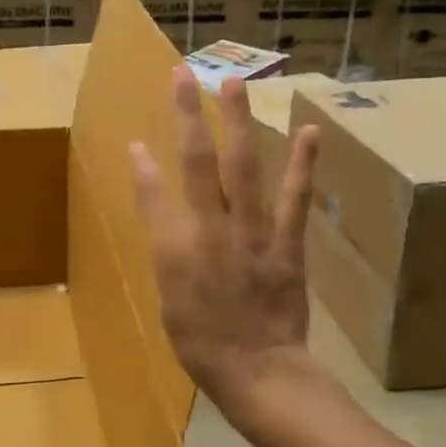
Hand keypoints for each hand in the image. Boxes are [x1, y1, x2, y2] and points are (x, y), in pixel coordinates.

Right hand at [131, 66, 320, 419]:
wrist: (259, 372)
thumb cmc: (202, 344)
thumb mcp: (168, 300)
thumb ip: (165, 252)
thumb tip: (162, 216)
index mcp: (174, 247)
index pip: (153, 192)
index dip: (143, 165)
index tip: (136, 144)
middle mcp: (210, 228)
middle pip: (196, 161)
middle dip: (186, 114)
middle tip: (182, 74)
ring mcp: (252, 232)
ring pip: (242, 166)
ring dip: (237, 121)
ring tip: (233, 83)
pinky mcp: (286, 242)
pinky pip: (295, 198)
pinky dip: (303, 164)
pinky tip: (309, 131)